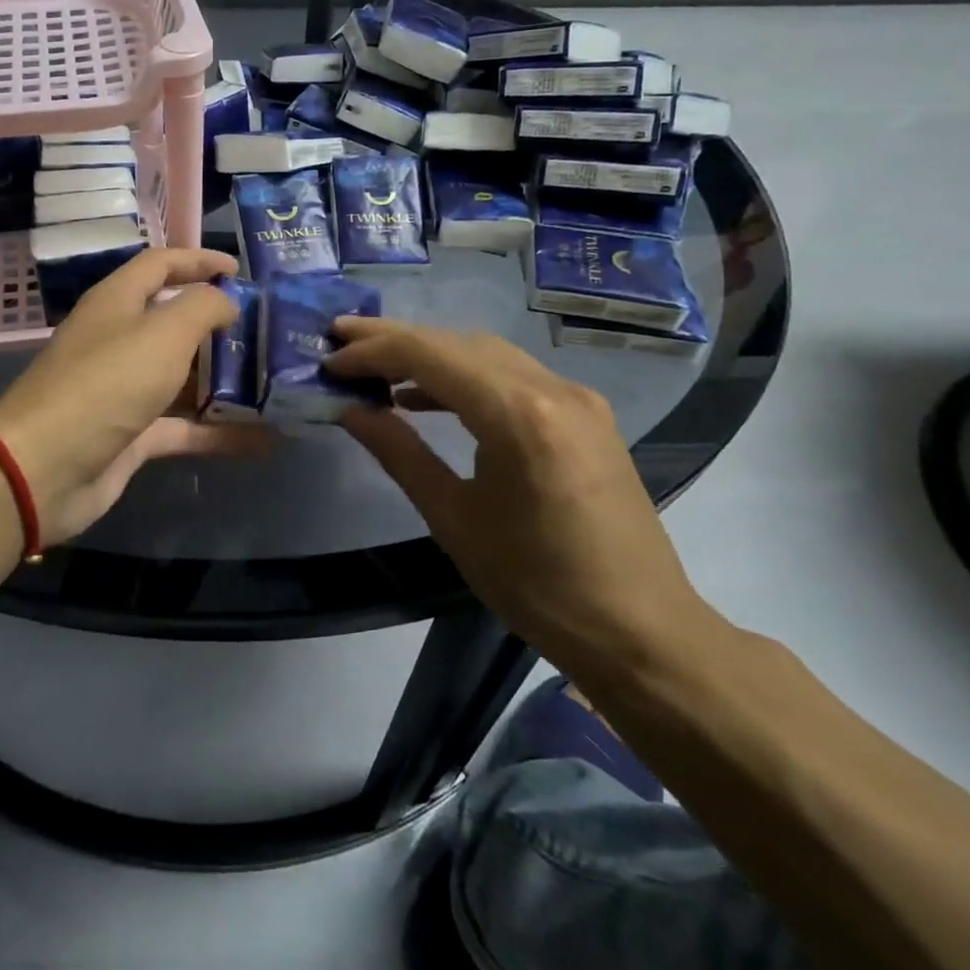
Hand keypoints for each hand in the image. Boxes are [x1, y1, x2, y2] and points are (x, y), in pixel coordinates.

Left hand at [0, 248, 272, 544]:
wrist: (44, 469)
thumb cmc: (105, 384)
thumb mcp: (162, 333)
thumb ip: (202, 307)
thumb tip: (226, 301)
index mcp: (117, 303)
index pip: (160, 265)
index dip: (199, 261)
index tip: (240, 270)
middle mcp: (118, 340)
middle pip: (172, 321)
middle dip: (218, 324)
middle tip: (266, 330)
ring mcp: (123, 390)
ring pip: (181, 376)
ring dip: (223, 380)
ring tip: (272, 381)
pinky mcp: (131, 435)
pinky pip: (183, 426)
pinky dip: (218, 431)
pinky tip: (262, 438)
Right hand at [327, 318, 705, 661]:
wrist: (640, 631)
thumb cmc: (537, 584)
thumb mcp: (453, 519)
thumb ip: (398, 452)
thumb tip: (350, 410)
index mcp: (518, 415)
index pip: (430, 355)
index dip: (372, 351)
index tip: (329, 360)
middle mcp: (552, 388)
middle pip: (457, 342)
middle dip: (394, 338)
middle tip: (340, 340)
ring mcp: (576, 398)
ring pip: (486, 353)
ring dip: (430, 353)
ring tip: (376, 366)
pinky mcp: (585, 415)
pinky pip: (512, 375)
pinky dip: (465, 376)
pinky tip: (429, 397)